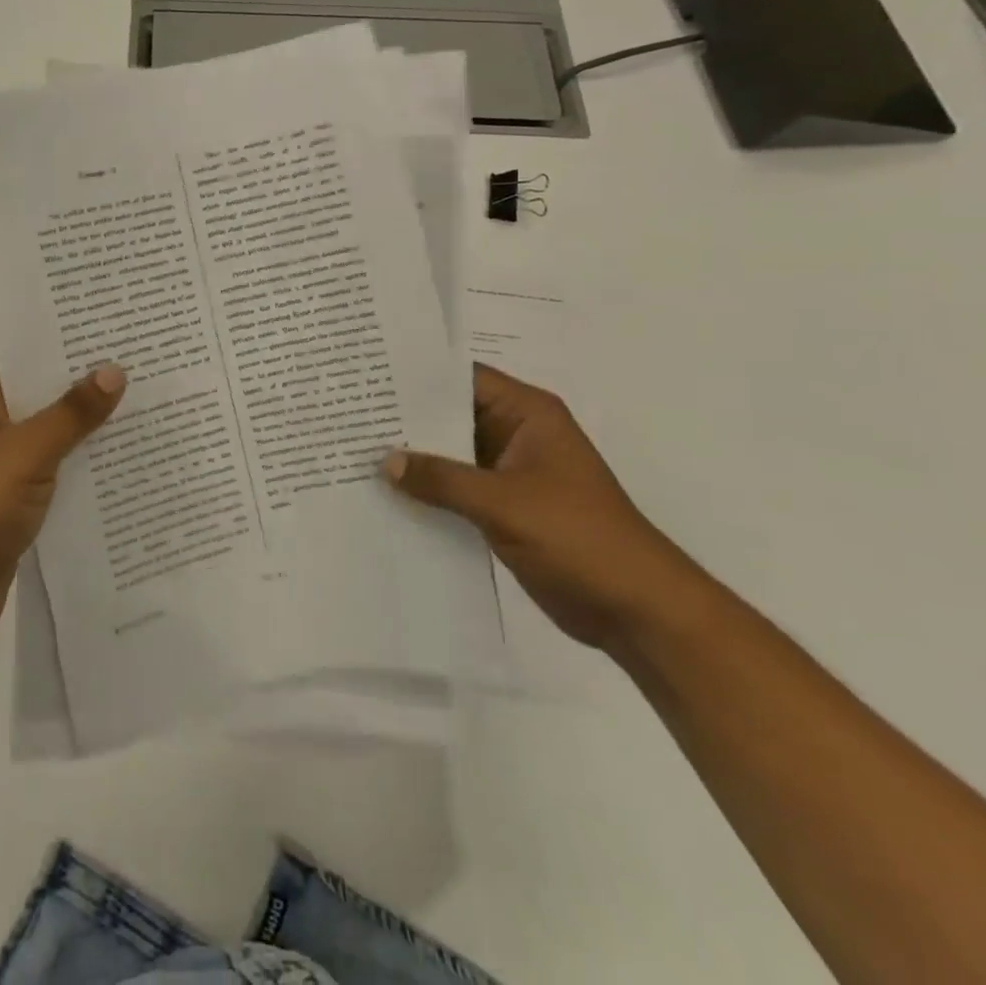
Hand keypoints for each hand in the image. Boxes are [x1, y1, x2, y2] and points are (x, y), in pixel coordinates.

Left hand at [0, 354, 124, 652]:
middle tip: (149, 361)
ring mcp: (2, 465)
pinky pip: (58, 472)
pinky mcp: (16, 502)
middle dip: (91, 380)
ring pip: (56, 433)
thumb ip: (71, 413)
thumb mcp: (24, 453)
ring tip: (153, 403)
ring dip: (93, 425)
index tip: (118, 323)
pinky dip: (87, 466)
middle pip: (46, 390)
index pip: (28, 350)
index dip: (69, 336)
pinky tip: (131, 460)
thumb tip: (114, 370)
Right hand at [383, 365, 698, 650]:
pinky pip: (456, 488)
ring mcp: (509, 473)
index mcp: (527, 414)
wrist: (637, 611)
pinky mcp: (504, 507)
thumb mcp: (504, 503)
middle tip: (348, 414)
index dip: (416, 376)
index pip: (461, 379)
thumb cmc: (579, 538)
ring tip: (354, 450)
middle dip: (405, 418)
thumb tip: (385, 462)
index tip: (367, 374)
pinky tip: (385, 494)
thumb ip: (442, 479)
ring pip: (450, 454)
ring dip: (413, 458)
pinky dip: (427, 490)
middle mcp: (515, 434)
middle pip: (450, 416)